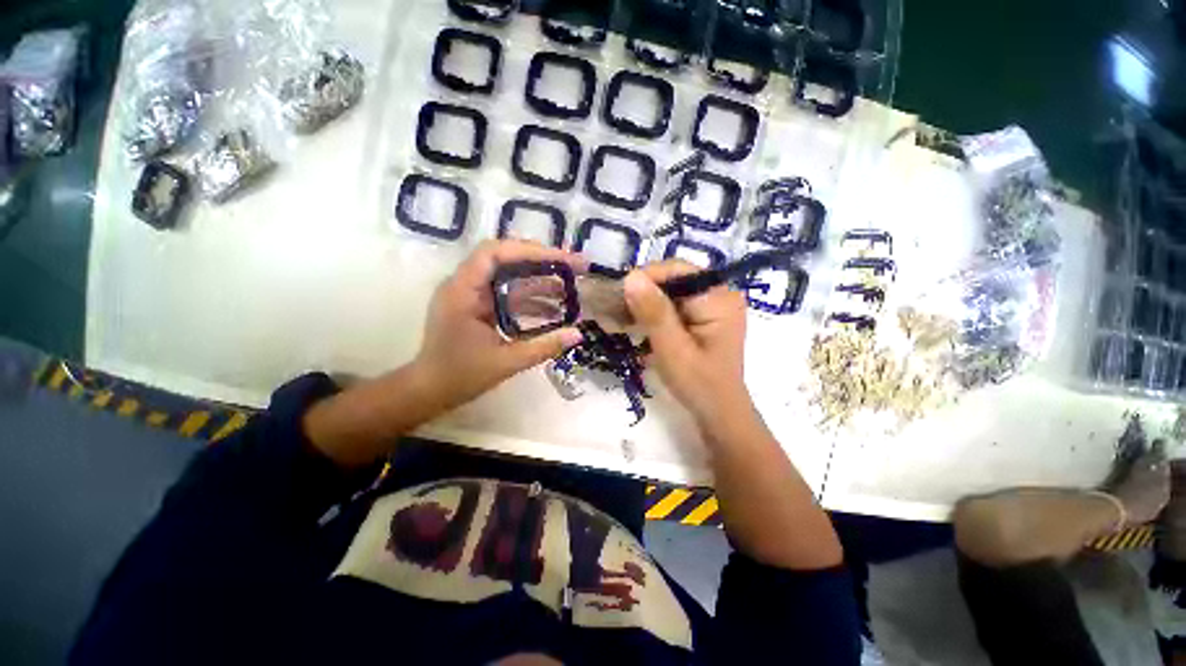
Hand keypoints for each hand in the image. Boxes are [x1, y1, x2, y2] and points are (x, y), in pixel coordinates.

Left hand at [412, 240, 586, 412]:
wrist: (430, 391)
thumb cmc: (460, 376)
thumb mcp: (506, 362)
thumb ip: (544, 347)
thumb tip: (578, 333)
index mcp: (463, 291)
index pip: (494, 253)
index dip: (529, 251)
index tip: (561, 259)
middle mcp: (466, 285)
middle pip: (506, 259)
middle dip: (542, 262)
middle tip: (574, 268)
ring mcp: (473, 295)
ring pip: (510, 277)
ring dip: (540, 281)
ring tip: (570, 290)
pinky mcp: (479, 307)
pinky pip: (509, 295)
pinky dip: (531, 300)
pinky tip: (554, 312)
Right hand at [623, 261, 751, 428]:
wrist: (718, 412)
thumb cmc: (699, 385)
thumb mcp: (673, 349)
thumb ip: (654, 313)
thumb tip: (631, 277)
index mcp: (718, 298)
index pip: (677, 270)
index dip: (645, 278)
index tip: (616, 295)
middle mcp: (718, 293)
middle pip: (672, 278)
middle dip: (641, 291)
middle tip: (613, 309)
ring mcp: (710, 304)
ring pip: (669, 290)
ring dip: (643, 302)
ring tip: (618, 317)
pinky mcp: (700, 315)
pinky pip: (671, 303)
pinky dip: (651, 311)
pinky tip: (634, 322)